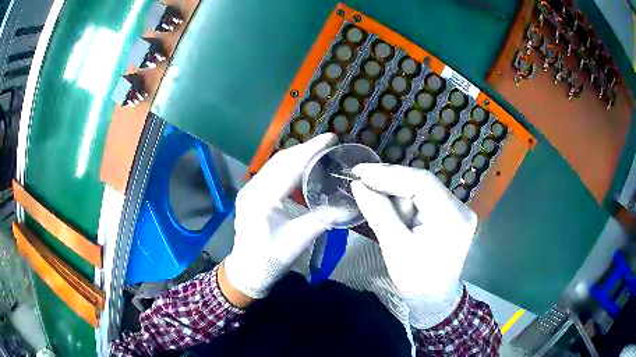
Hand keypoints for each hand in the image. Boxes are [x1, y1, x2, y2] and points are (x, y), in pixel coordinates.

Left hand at [223, 133, 337, 300]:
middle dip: (305, 149)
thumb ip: (323, 219)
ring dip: (297, 156)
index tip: (331, 139)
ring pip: (275, 165)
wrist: (247, 271)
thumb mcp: (300, 240)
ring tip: (319, 152)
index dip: (311, 151)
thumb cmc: (271, 259)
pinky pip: (271, 173)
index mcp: (262, 199)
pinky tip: (303, 168)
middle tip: (328, 143)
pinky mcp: (251, 194)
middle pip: (280, 161)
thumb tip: (348, 203)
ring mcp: (249, 190)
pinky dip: (289, 167)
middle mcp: (252, 189)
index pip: (289, 167)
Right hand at [350, 163, 477, 327]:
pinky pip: (424, 199)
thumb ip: (378, 212)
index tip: (360, 173)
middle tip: (361, 183)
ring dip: (397, 196)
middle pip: (422, 183)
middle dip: (391, 184)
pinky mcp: (451, 214)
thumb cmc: (416, 281)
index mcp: (452, 218)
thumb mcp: (395, 248)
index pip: (422, 182)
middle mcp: (461, 208)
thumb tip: (359, 184)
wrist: (435, 300)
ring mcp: (458, 210)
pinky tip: (393, 213)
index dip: (389, 174)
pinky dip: (405, 203)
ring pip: (421, 189)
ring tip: (380, 210)